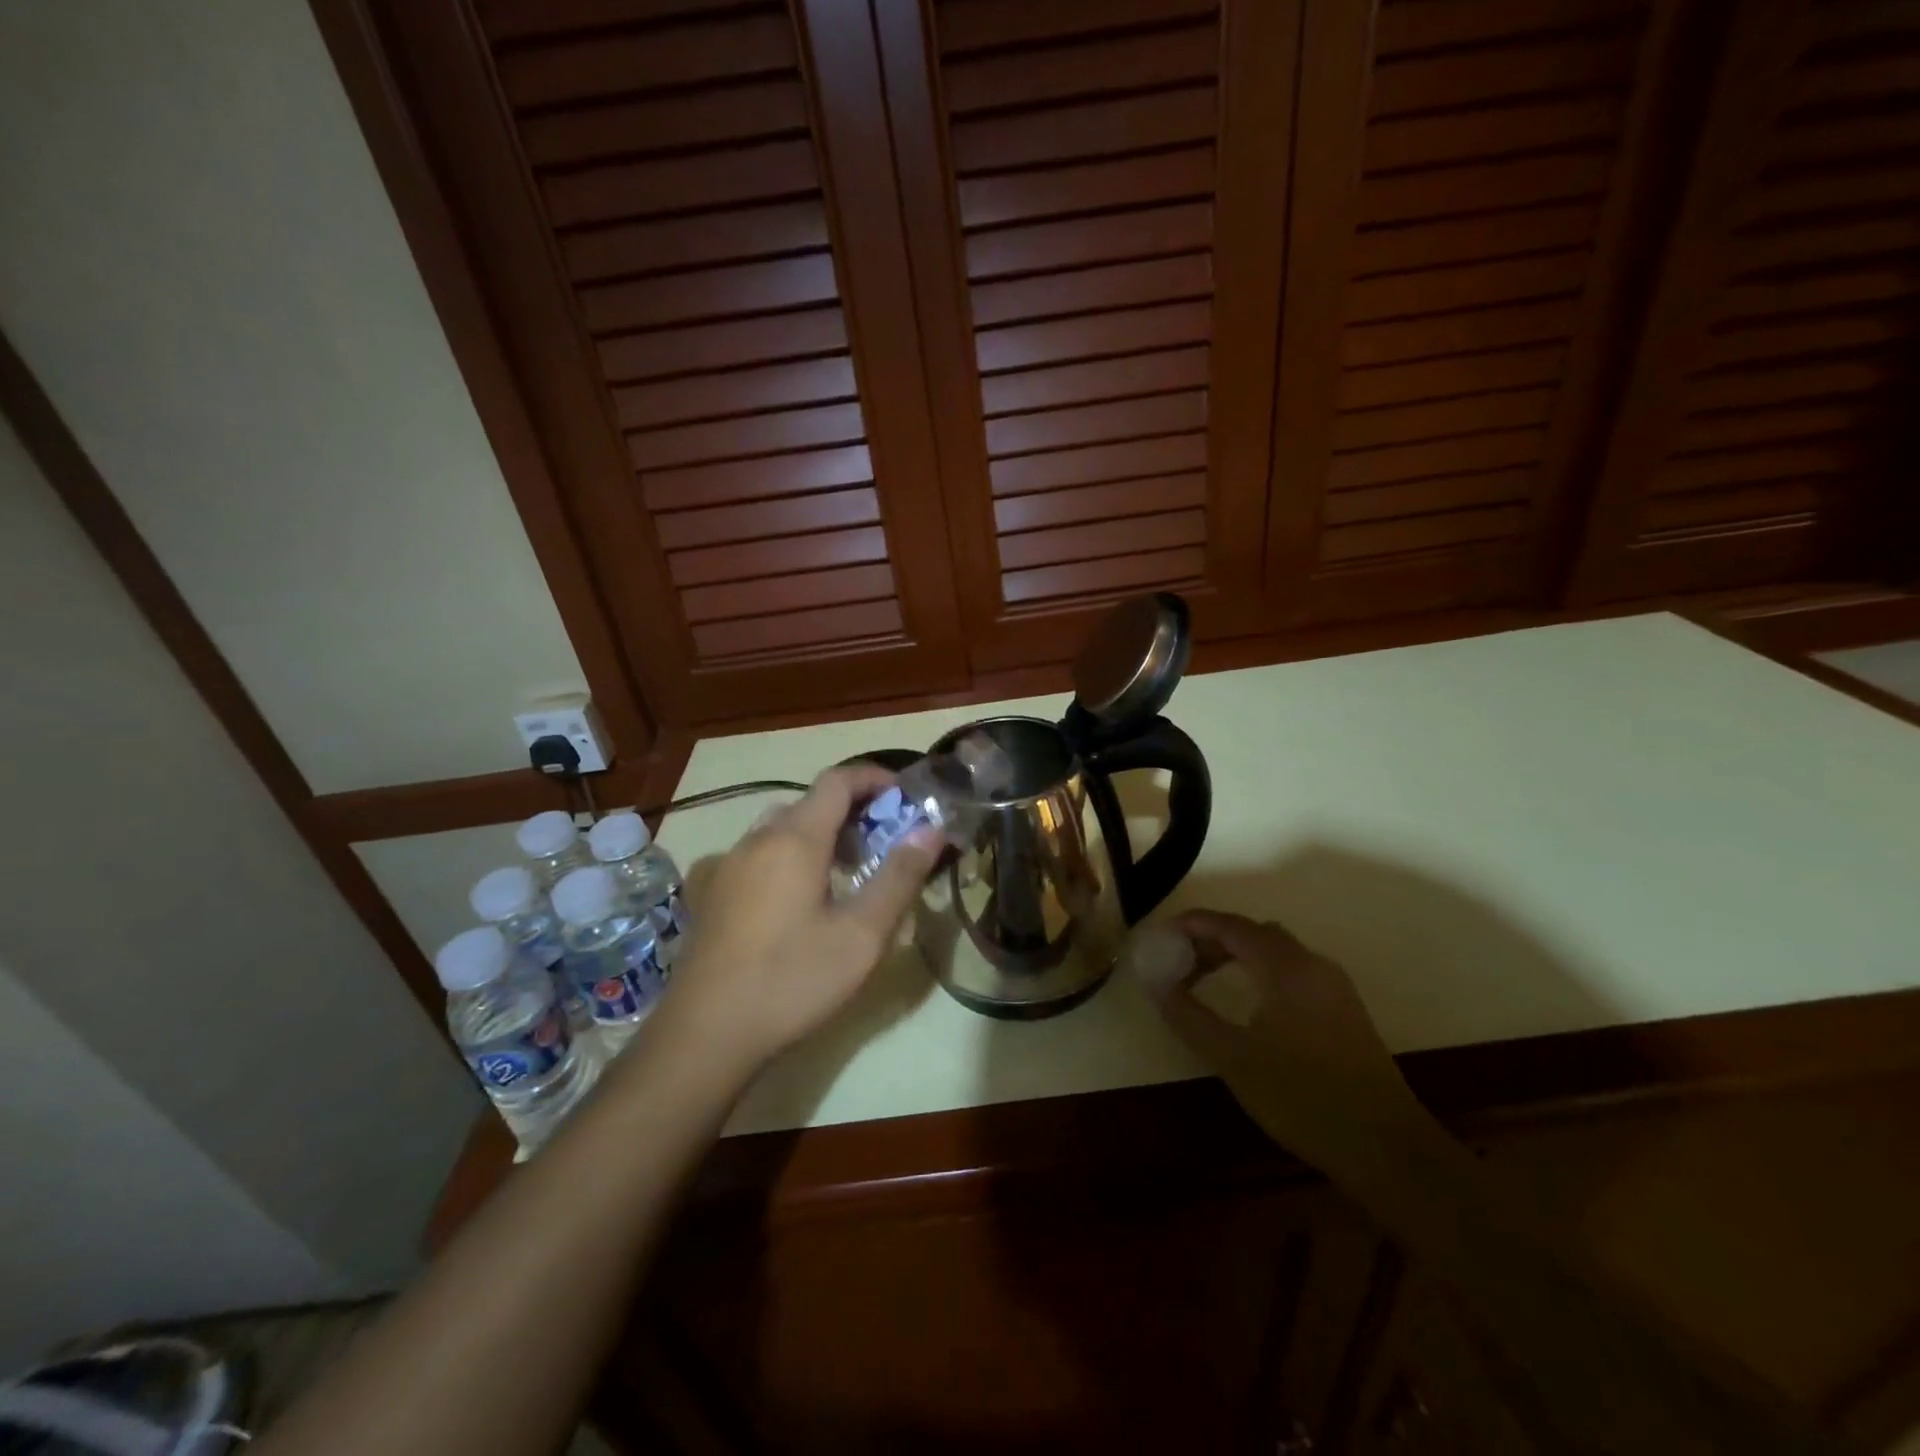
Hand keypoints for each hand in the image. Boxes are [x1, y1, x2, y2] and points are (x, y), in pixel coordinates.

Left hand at [649, 764, 941, 1079]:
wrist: (704, 1036)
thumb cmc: (792, 980)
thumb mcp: (862, 935)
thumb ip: (899, 876)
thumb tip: (930, 830)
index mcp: (794, 838)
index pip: (838, 780)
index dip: (874, 778)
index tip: (905, 797)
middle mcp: (755, 839)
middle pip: (810, 804)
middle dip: (852, 812)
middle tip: (884, 844)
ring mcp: (726, 865)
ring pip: (781, 830)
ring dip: (819, 836)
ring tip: (846, 873)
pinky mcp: (710, 894)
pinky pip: (757, 856)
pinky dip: (788, 858)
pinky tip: (795, 902)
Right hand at [1134, 910, 1441, 1177]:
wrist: (1388, 1150)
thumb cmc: (1303, 1098)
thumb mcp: (1233, 1058)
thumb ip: (1189, 1016)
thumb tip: (1155, 984)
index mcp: (1285, 967)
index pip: (1230, 926)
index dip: (1192, 924)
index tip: (1160, 934)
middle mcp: (1312, 964)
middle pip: (1253, 933)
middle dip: (1211, 940)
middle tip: (1177, 961)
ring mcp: (1334, 987)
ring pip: (1275, 951)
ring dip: (1235, 956)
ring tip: (1203, 981)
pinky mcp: (1344, 1010)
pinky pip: (1292, 971)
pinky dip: (1259, 971)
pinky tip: (1246, 1004)